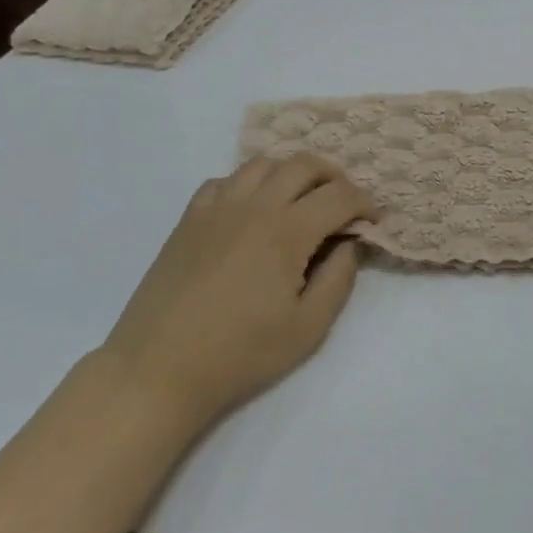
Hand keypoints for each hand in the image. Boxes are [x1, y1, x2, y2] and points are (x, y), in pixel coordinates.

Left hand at [102, 154, 377, 430]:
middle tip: (342, 203)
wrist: (158, 368)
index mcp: (287, 231)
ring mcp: (217, 207)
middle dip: (333, 177)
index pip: (338, 196)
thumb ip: (338, 279)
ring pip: (263, 164)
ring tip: (300, 200)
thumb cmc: (240, 354)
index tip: (373, 220)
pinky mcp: (189, 218)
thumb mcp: (308, 329)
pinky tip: (251, 210)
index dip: (364, 203)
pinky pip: (224, 180)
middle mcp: (254, 206)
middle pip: (303, 165)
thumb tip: (348, 244)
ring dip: (291, 173)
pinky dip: (248, 184)